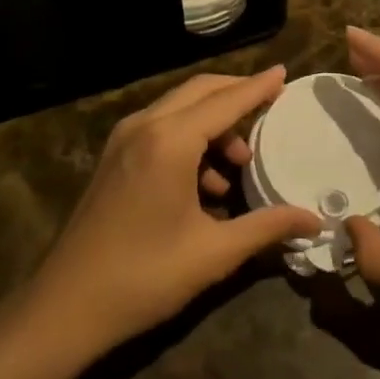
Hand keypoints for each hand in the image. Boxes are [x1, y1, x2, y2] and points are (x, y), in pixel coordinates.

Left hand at [28, 67, 319, 354]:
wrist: (65, 307)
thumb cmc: (144, 276)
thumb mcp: (213, 253)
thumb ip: (267, 227)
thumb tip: (314, 220)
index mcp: (169, 141)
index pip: (226, 101)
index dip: (258, 87)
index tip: (285, 72)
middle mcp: (144, 126)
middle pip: (200, 91)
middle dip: (237, 95)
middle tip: (271, 108)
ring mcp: (123, 139)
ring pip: (179, 109)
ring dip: (213, 124)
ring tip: (240, 164)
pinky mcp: (114, 157)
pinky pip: (161, 128)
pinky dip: (190, 139)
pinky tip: (206, 185)